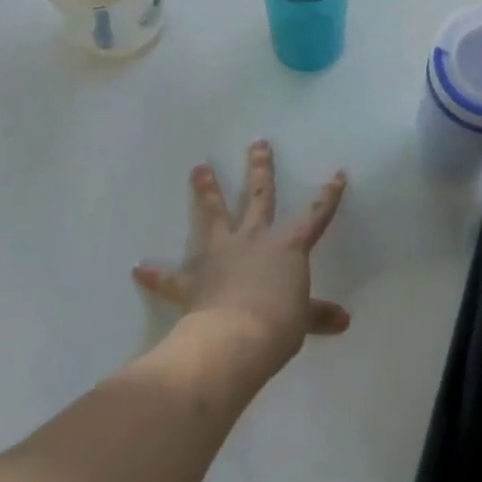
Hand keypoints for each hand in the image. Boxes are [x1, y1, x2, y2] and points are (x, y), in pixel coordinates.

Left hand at [132, 141, 349, 379]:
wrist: (234, 339)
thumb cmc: (278, 324)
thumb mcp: (303, 319)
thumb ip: (319, 314)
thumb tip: (344, 321)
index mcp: (287, 246)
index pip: (314, 215)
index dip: (328, 195)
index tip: (337, 173)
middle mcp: (253, 239)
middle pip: (257, 196)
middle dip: (259, 168)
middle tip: (256, 143)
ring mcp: (220, 255)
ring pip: (213, 215)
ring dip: (206, 191)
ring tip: (199, 168)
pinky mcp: (192, 280)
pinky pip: (170, 276)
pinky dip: (155, 273)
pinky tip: (138, 267)